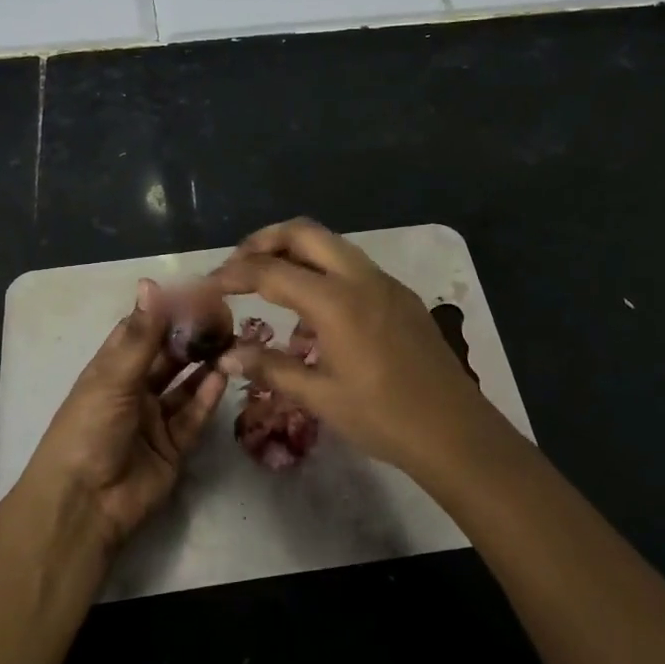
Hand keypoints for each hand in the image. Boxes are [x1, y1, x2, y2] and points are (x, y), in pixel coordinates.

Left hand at [18, 280, 227, 549]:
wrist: (85, 504)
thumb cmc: (89, 430)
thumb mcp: (113, 377)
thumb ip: (142, 334)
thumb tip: (151, 283)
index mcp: (110, 370)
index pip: (142, 330)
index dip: (167, 311)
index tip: (198, 292)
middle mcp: (134, 390)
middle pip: (168, 356)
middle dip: (192, 337)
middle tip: (224, 317)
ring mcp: (155, 419)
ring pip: (185, 384)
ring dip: (206, 364)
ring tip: (232, 341)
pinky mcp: (174, 446)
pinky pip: (194, 416)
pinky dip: (208, 396)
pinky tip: (225, 375)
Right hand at [204, 219, 511, 478]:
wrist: (454, 430)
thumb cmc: (383, 417)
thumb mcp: (320, 396)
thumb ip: (270, 368)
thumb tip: (227, 354)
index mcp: (336, 302)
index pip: (271, 270)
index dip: (234, 273)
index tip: (210, 283)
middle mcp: (361, 278)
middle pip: (304, 233)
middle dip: (265, 240)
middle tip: (239, 266)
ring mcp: (385, 283)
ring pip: (332, 244)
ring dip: (296, 252)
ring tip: (271, 285)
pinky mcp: (400, 295)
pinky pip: (353, 266)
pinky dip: (324, 270)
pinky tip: (315, 311)